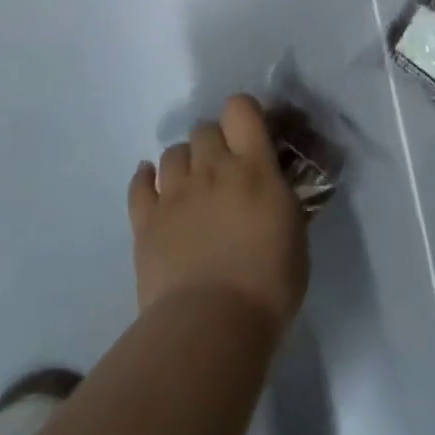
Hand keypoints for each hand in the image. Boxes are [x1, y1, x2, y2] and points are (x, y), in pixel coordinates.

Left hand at [129, 94, 308, 330]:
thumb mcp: (295, 232)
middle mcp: (211, 167)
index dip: (244, 113)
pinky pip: (139, 183)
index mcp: (253, 166)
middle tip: (224, 172)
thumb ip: (281, 198)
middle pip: (204, 128)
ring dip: (184, 161)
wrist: (211, 326)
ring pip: (172, 152)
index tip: (252, 134)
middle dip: (214, 142)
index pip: (241, 108)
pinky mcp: (145, 220)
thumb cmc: (268, 284)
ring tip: (191, 186)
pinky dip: (146, 179)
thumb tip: (273, 188)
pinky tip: (153, 186)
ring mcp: (174, 192)